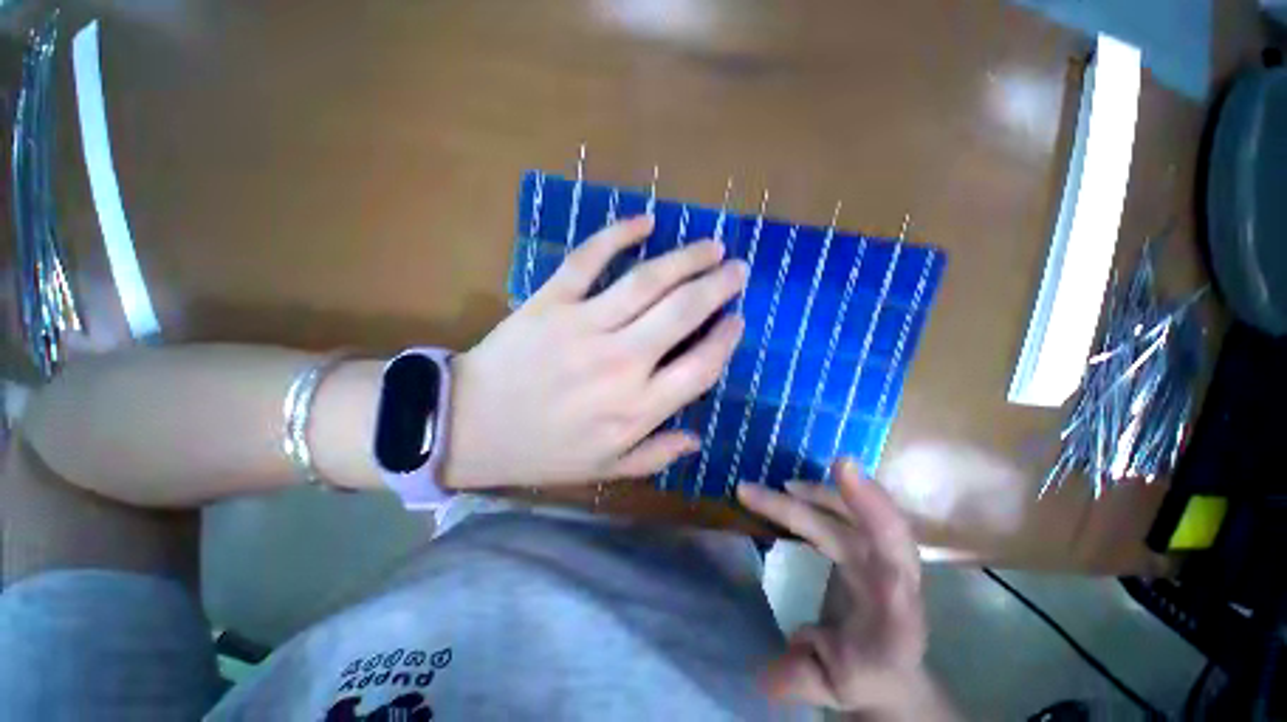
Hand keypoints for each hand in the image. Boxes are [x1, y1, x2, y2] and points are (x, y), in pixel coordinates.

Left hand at [444, 215, 747, 488]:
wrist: (469, 428)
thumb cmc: (541, 451)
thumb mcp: (604, 468)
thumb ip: (655, 455)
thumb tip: (696, 440)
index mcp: (636, 408)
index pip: (700, 366)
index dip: (725, 340)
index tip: (737, 320)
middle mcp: (620, 362)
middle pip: (683, 313)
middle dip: (718, 286)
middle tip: (737, 269)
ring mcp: (584, 326)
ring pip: (647, 281)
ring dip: (686, 258)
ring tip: (711, 246)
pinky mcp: (550, 302)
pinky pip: (587, 259)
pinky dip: (617, 234)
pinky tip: (643, 221)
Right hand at [737, 459, 929, 714]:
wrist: (888, 665)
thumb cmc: (863, 675)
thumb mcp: (833, 686)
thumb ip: (803, 678)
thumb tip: (764, 673)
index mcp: (896, 618)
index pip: (897, 567)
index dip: (877, 519)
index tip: (849, 477)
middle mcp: (897, 577)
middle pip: (874, 528)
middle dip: (831, 501)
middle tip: (777, 483)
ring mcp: (885, 555)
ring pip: (861, 512)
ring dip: (821, 493)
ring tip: (780, 487)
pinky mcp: (869, 544)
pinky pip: (851, 512)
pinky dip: (822, 495)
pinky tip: (794, 491)